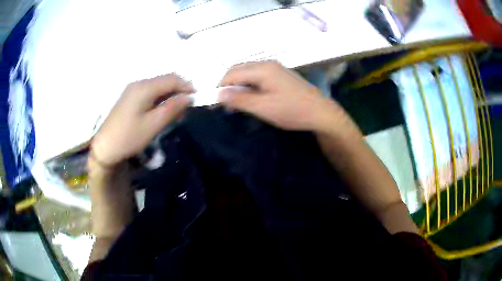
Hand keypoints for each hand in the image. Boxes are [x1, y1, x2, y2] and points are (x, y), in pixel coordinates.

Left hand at [91, 74, 193, 167]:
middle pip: (164, 80)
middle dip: (179, 90)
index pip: (171, 79)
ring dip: (169, 95)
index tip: (197, 97)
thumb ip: (172, 108)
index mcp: (144, 87)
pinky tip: (162, 111)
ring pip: (157, 87)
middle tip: (187, 107)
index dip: (186, 86)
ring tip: (176, 111)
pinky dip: (159, 99)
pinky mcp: (129, 98)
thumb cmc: (129, 137)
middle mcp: (139, 83)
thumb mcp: (153, 124)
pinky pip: (149, 93)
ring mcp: (132, 90)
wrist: (105, 147)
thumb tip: (188, 97)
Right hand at [218, 61, 347, 133]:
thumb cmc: (292, 111)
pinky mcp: (280, 75)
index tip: (216, 104)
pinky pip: (258, 77)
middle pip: (239, 70)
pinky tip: (253, 99)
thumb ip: (240, 99)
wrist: (321, 112)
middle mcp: (267, 64)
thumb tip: (219, 94)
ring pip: (248, 74)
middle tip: (227, 106)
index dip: (220, 87)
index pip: (231, 73)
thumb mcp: (263, 107)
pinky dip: (250, 87)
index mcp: (262, 69)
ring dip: (239, 87)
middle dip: (229, 86)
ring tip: (238, 105)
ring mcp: (275, 68)